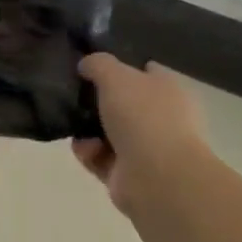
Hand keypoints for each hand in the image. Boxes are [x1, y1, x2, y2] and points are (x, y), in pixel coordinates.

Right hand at [72, 54, 212, 218]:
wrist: (157, 177)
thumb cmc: (143, 117)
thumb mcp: (115, 75)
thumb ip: (98, 64)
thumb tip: (86, 65)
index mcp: (168, 90)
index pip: (144, 71)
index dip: (118, 66)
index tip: (90, 67)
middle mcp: (161, 118)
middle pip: (122, 103)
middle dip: (96, 101)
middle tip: (73, 96)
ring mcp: (146, 148)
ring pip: (107, 131)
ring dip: (87, 129)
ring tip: (73, 125)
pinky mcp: (128, 174)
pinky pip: (100, 157)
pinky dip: (89, 153)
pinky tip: (84, 149)